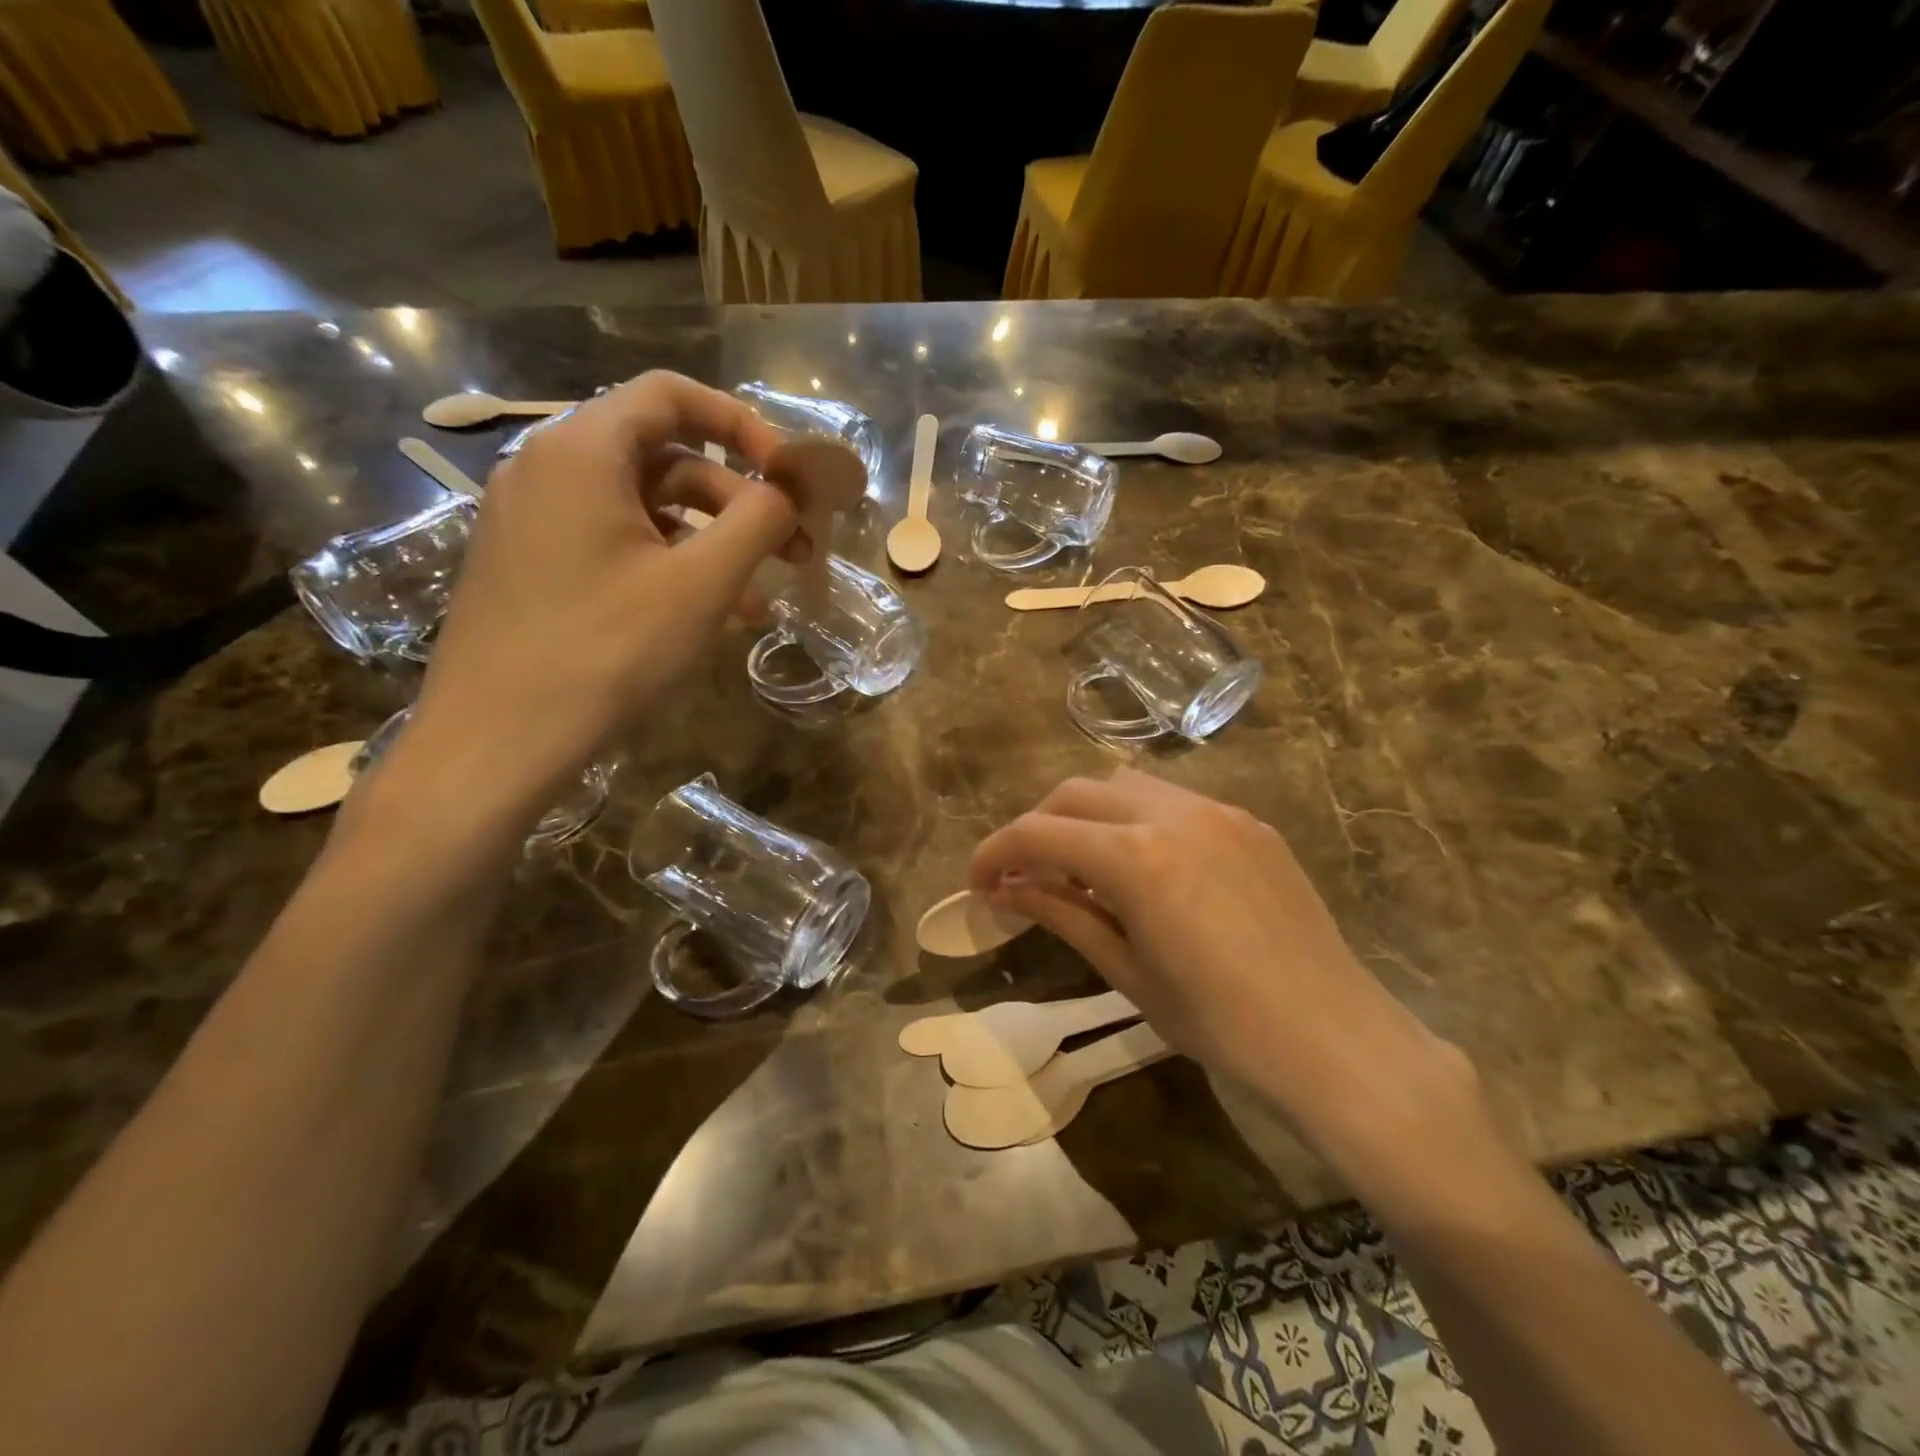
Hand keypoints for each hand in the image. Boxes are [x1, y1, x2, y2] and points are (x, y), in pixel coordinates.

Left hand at [405, 372, 802, 818]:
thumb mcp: (700, 585)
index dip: (743, 424)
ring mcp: (533, 520)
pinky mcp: (531, 565)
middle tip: (793, 547)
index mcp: (582, 452)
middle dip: (738, 498)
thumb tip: (789, 492)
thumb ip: (757, 522)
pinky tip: (709, 613)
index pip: (672, 395)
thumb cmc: (606, 652)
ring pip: (643, 507)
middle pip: (664, 455)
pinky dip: (669, 564)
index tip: (788, 476)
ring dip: (711, 540)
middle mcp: (548, 469)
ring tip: (761, 595)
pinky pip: (614, 543)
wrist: (496, 743)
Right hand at [969, 768, 1480, 1169]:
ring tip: (1083, 867)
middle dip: (1036, 827)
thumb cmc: (1220, 1025)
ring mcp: (1217, 812)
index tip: (978, 883)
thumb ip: (1061, 914)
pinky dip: (1137, 820)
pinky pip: (1174, 801)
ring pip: (1124, 784)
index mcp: (1135, 859)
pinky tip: (1146, 868)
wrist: (1336, 1040)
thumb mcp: (1127, 972)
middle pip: (1074, 794)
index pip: (1038, 834)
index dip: (995, 853)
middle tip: (1025, 875)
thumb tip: (1003, 890)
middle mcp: (1172, 814)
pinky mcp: (1249, 823)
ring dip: (1086, 815)